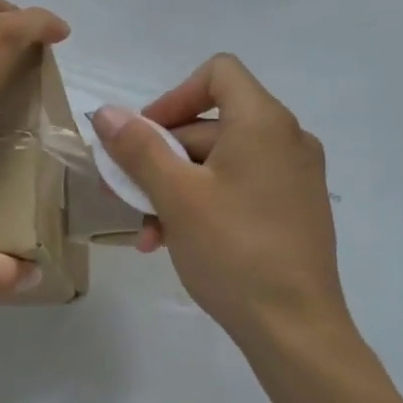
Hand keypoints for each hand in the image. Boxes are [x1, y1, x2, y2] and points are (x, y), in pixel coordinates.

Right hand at [93, 55, 349, 353]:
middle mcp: (287, 140)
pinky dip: (205, 203)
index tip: (144, 136)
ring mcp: (295, 177)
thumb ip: (138, 148)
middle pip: (212, 124)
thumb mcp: (176, 196)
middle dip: (162, 156)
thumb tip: (107, 113)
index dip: (173, 96)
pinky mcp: (295, 210)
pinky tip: (174, 241)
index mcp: (264, 122)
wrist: (296, 329)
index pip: (218, 73)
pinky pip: (240, 188)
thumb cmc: (233, 251)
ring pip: (221, 162)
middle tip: (127, 193)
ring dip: (176, 188)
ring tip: (148, 231)